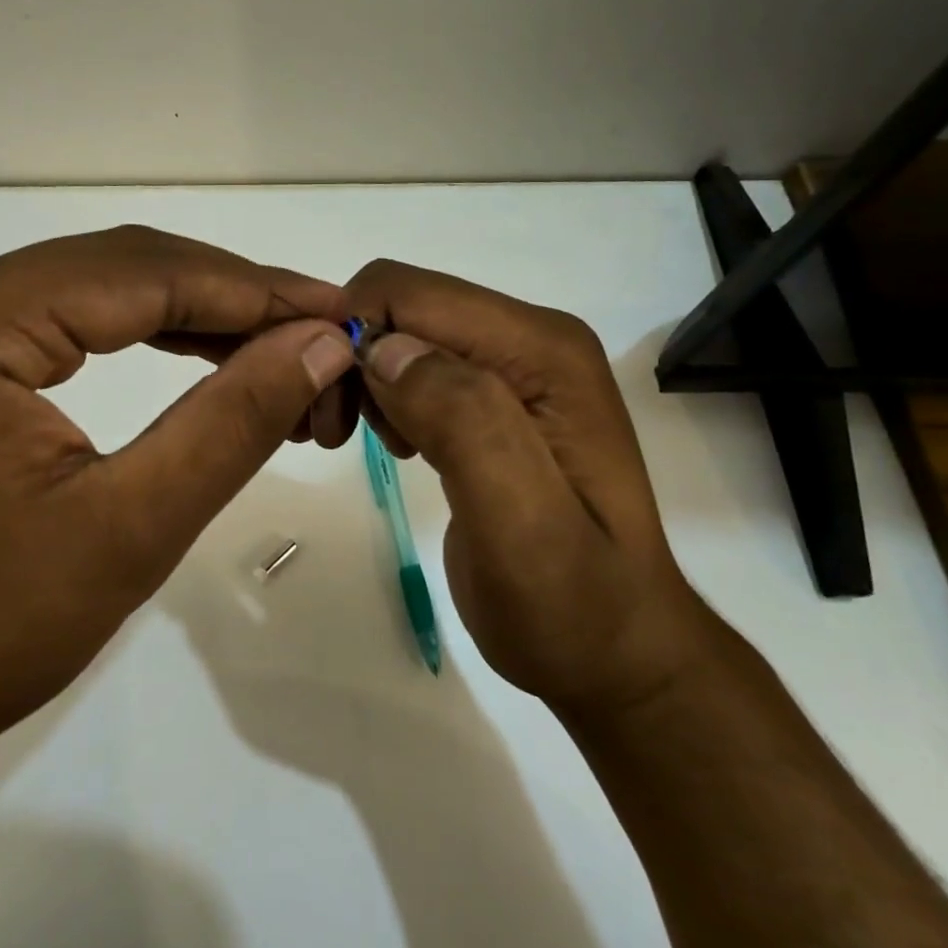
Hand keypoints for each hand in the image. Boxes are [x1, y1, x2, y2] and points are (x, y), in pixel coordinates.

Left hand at [0, 226, 357, 778]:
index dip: (249, 289)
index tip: (337, 312)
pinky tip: (202, 356)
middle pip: (116, 269)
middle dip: (228, 299)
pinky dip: (142, 337)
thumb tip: (323, 343)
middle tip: (319, 334)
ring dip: (192, 317)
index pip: (136, 272)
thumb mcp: (129, 527)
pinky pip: (63, 323)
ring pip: (95, 291)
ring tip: (278, 351)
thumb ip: (233, 420)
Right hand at [343, 260, 712, 717]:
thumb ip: (465, 424)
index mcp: (542, 350)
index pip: (412, 293)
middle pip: (403, 306)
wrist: (615, 653)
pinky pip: (416, 367)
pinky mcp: (495, 398)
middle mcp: (530, 340)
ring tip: (367, 446)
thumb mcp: (522, 526)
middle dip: (353, 358)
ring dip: (363, 380)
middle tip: (338, 436)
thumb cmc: (571, 605)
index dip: (353, 335)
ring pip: (402, 334)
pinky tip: (398, 447)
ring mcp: (514, 368)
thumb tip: (385, 350)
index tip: (333, 413)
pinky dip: (384, 397)